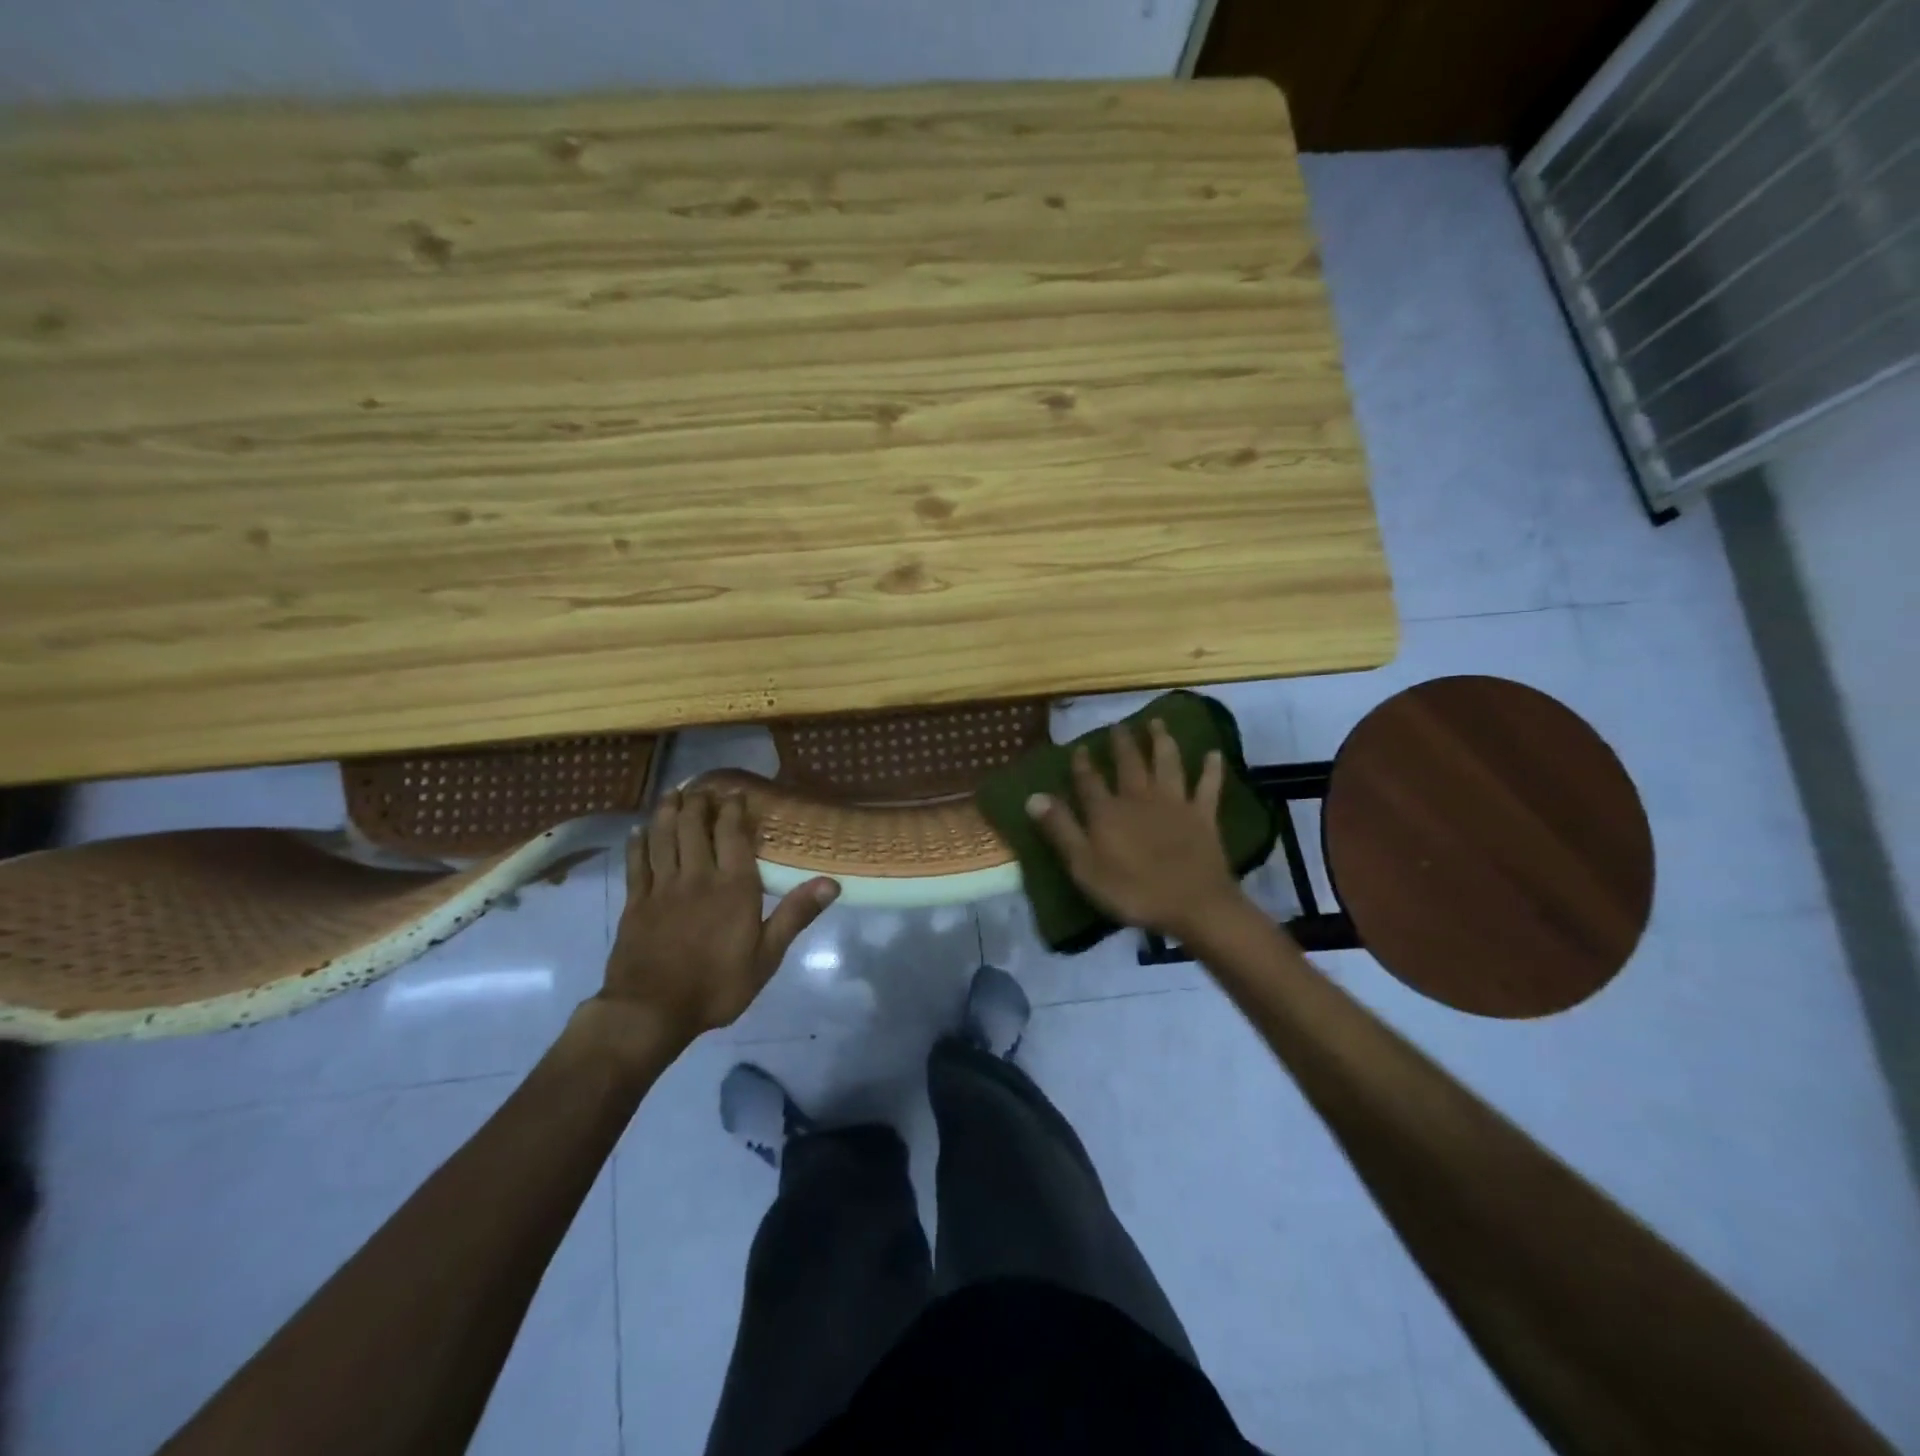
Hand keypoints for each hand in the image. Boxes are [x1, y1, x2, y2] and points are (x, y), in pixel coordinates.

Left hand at [602, 788, 838, 1043]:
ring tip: (672, 793)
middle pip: (693, 827)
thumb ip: (795, 915)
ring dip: (667, 811)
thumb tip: (832, 882)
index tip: (734, 793)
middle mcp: (697, 876)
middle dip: (698, 803)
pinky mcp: (635, 902)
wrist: (651, 1011)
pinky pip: (636, 863)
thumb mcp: (766, 957)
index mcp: (733, 886)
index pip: (732, 834)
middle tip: (701, 788)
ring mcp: (662, 887)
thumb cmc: (717, 985)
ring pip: (663, 837)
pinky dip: (637, 842)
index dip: (732, 809)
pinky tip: (638, 830)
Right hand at [1026, 719, 1244, 942]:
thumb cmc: (1132, 890)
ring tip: (1158, 722)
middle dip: (1122, 743)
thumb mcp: (1083, 866)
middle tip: (1118, 725)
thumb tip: (1033, 796)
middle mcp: (1140, 797)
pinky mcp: (1203, 815)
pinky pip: (1208, 786)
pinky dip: (1211, 769)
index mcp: (1108, 811)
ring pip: (1167, 763)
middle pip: (1129, 763)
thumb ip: (1060, 829)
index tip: (1079, 747)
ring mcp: (1175, 803)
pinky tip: (1214, 753)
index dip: (1082, 764)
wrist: (1192, 903)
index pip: (1089, 780)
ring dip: (1162, 741)